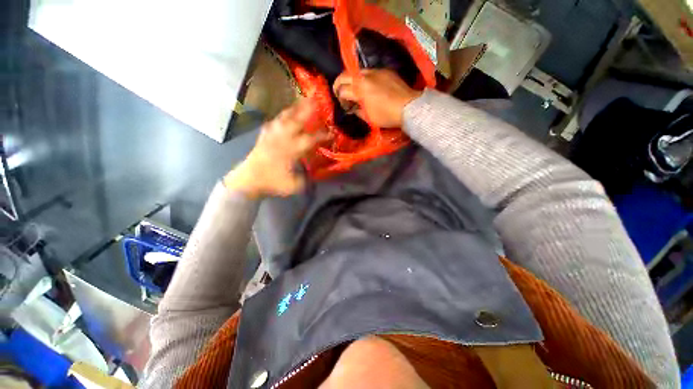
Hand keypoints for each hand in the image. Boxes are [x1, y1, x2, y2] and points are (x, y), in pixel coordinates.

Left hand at [224, 100, 326, 197]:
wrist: (249, 181)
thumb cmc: (272, 183)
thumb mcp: (294, 185)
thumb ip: (306, 178)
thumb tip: (314, 173)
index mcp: (291, 151)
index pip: (310, 139)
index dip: (322, 135)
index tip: (332, 132)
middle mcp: (282, 139)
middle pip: (296, 121)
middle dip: (307, 110)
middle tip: (315, 99)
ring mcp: (271, 136)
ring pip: (283, 118)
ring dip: (293, 109)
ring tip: (300, 101)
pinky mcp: (263, 137)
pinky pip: (272, 123)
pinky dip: (279, 118)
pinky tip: (282, 116)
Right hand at [333, 69, 422, 128]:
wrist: (408, 107)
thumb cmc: (387, 116)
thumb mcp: (369, 118)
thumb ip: (357, 111)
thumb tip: (352, 108)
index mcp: (360, 89)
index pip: (342, 90)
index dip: (340, 99)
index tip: (345, 106)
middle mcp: (365, 76)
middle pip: (344, 75)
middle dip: (339, 84)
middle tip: (341, 94)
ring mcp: (375, 71)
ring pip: (357, 72)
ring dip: (352, 81)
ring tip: (356, 91)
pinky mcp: (385, 71)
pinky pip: (369, 72)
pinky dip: (365, 79)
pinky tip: (369, 88)